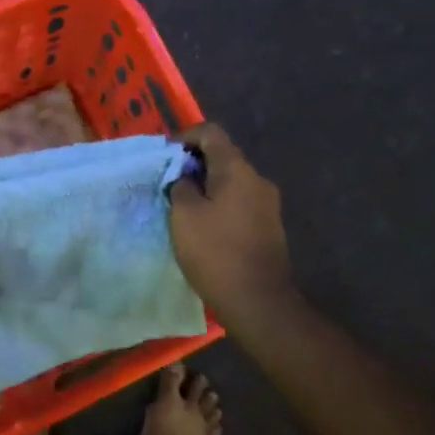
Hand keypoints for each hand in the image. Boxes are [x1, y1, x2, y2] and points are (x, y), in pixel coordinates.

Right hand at [170, 123, 297, 326]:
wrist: (259, 302)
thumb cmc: (216, 252)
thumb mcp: (184, 215)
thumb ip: (180, 186)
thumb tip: (185, 178)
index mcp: (236, 169)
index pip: (210, 132)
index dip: (184, 138)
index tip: (166, 159)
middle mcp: (257, 179)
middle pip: (222, 156)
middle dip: (194, 164)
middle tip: (169, 184)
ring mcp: (267, 204)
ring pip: (231, 181)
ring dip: (206, 186)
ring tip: (183, 207)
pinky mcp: (269, 227)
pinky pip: (239, 202)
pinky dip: (219, 204)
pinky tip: (204, 227)